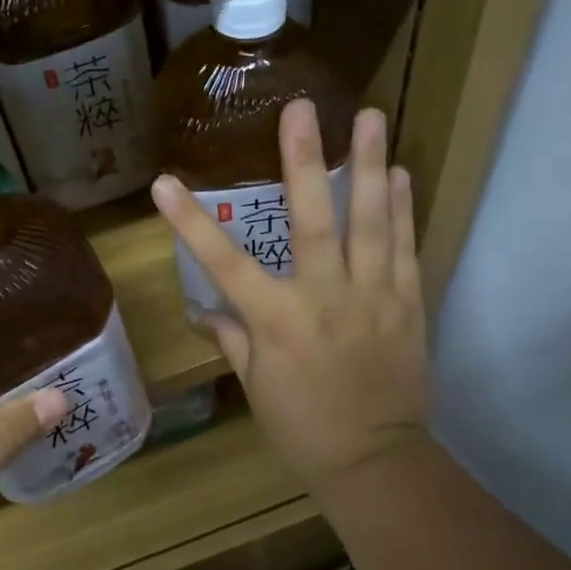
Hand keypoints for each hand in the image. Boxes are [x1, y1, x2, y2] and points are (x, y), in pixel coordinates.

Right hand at [151, 100, 430, 490]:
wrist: (375, 461)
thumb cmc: (304, 428)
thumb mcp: (257, 387)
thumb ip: (233, 340)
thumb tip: (205, 310)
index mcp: (277, 321)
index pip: (224, 264)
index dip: (190, 222)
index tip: (163, 182)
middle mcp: (324, 298)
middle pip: (312, 222)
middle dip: (303, 161)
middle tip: (301, 108)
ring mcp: (372, 297)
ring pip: (370, 223)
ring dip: (368, 167)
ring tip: (369, 117)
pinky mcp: (407, 304)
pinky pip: (405, 248)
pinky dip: (402, 209)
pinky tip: (398, 172)